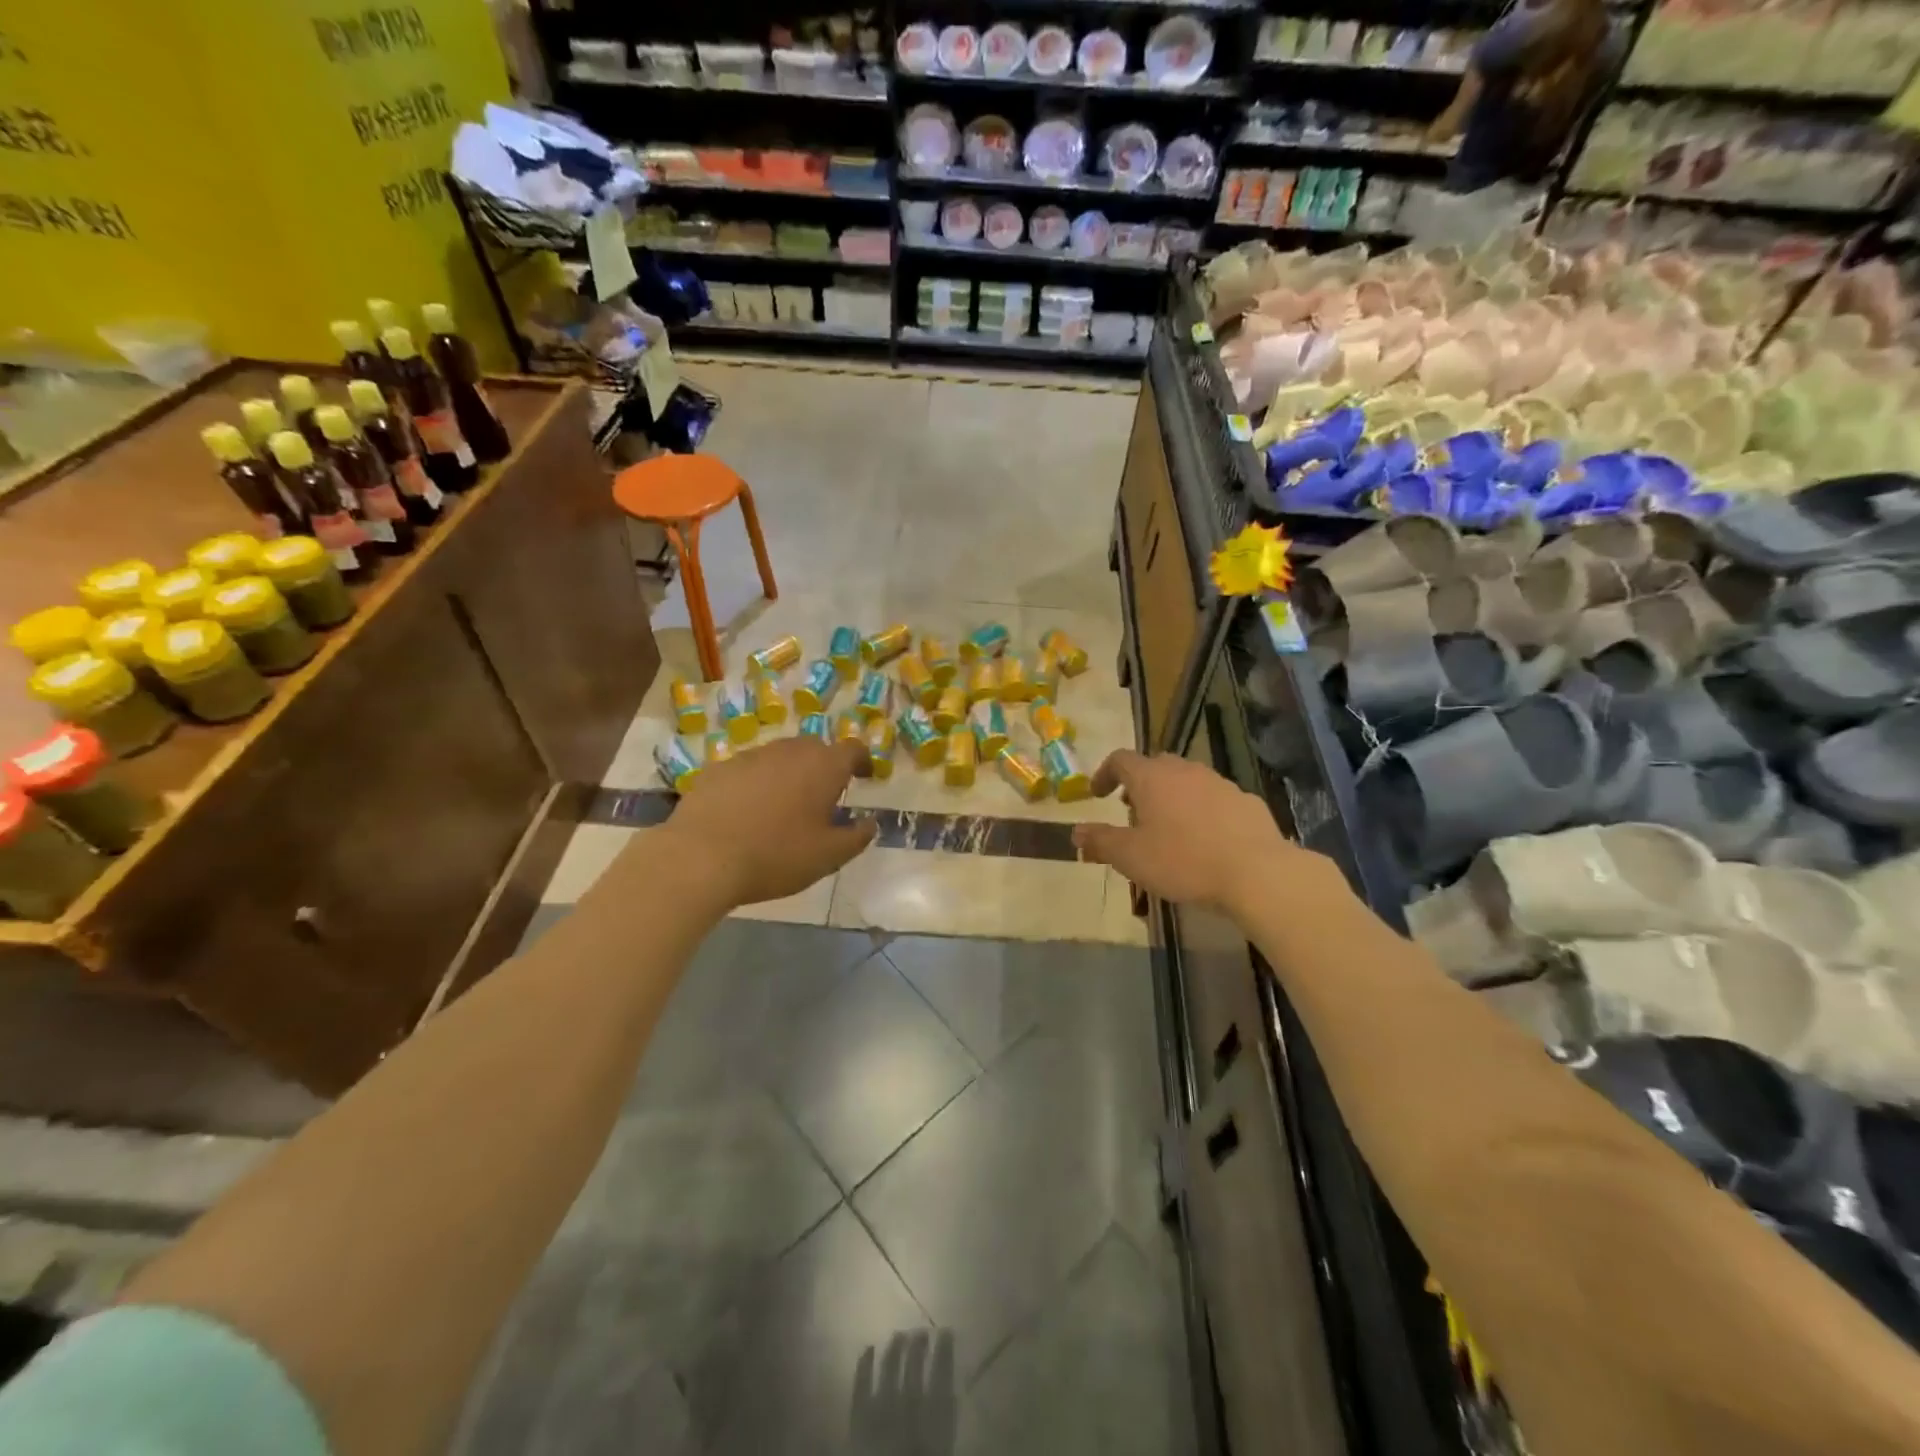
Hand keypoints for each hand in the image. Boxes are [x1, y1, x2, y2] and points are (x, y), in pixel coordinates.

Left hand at [657, 736, 875, 907]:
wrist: (701, 858)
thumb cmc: (776, 855)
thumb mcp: (828, 856)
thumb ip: (857, 837)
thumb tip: (870, 823)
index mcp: (823, 767)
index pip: (852, 749)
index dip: (862, 761)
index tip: (864, 776)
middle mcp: (789, 751)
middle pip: (815, 749)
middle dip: (824, 767)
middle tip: (824, 796)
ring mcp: (750, 756)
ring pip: (779, 757)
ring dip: (789, 774)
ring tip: (784, 806)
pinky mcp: (718, 769)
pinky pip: (748, 770)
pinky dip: (756, 784)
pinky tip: (747, 812)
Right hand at [1070, 750, 1344, 920]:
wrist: (1257, 872)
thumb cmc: (1183, 861)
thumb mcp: (1130, 857)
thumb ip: (1100, 842)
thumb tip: (1075, 832)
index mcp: (1151, 777)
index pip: (1120, 759)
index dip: (1105, 774)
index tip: (1098, 794)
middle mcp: (1185, 770)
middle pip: (1155, 765)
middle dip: (1140, 784)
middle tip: (1132, 811)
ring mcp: (1219, 783)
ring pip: (1187, 781)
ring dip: (1172, 797)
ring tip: (1168, 828)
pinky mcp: (1246, 801)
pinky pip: (1215, 799)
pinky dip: (1202, 811)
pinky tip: (1205, 840)